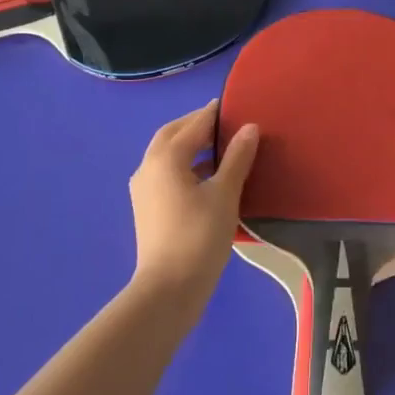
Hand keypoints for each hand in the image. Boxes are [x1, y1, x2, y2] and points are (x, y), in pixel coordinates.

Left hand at [129, 100, 258, 304]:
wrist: (169, 289)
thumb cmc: (199, 236)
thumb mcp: (225, 194)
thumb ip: (237, 158)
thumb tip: (249, 128)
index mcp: (166, 158)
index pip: (193, 124)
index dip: (213, 114)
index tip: (233, 106)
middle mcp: (148, 167)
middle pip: (172, 135)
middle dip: (196, 125)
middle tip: (224, 123)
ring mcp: (144, 189)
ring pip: (166, 154)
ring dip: (190, 145)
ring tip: (220, 148)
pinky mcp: (147, 207)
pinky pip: (166, 173)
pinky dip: (185, 165)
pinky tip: (207, 176)